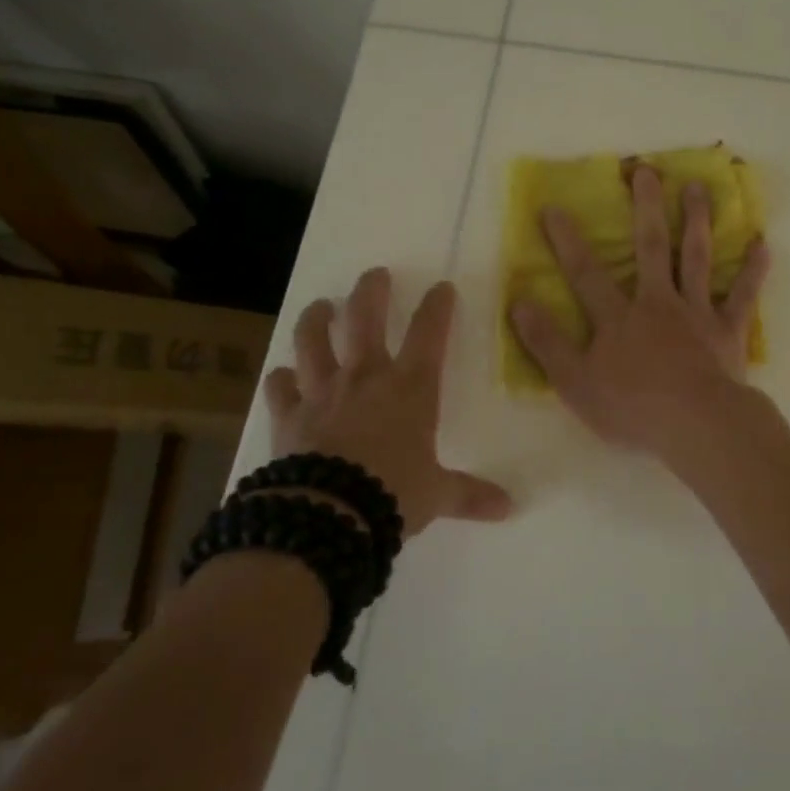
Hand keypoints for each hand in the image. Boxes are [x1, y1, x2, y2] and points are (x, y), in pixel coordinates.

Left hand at [266, 269, 511, 534]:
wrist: (328, 516)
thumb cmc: (393, 495)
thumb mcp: (438, 495)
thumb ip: (470, 494)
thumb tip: (510, 508)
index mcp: (410, 388)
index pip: (429, 333)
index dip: (437, 306)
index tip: (442, 287)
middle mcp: (366, 377)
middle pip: (365, 318)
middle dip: (371, 291)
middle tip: (375, 274)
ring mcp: (323, 392)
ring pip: (313, 340)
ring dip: (317, 319)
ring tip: (321, 307)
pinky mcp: (289, 416)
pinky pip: (280, 388)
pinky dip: (281, 380)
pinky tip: (282, 376)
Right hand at [509, 165, 769, 458]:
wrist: (697, 426)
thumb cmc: (633, 409)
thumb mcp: (575, 383)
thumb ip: (547, 343)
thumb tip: (519, 303)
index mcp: (618, 317)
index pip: (585, 272)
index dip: (567, 240)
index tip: (554, 207)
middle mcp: (657, 302)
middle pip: (651, 247)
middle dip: (646, 207)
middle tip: (646, 170)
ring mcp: (697, 313)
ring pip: (696, 259)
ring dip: (697, 221)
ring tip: (698, 188)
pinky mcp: (728, 330)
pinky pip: (742, 295)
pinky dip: (752, 270)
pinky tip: (761, 244)